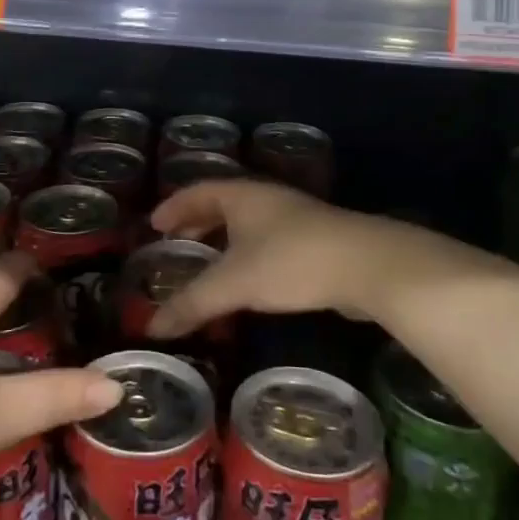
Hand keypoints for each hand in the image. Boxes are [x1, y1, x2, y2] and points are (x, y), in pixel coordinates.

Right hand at [145, 180, 483, 337]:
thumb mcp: (234, 283)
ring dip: (224, 238)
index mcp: (242, 195)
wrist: (367, 266)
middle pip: (222, 203)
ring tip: (207, 261)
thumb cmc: (291, 261)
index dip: (174, 206)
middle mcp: (267, 199)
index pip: (197, 190)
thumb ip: (192, 303)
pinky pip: (267, 241)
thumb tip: (150, 328)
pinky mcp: (316, 242)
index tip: (154, 224)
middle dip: (197, 221)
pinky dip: (247, 254)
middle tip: (175, 241)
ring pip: (248, 223)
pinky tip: (248, 280)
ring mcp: (295, 218)